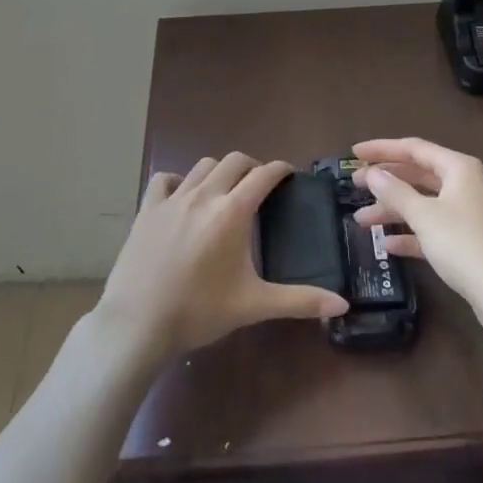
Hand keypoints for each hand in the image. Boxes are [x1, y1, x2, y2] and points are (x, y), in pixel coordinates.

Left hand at [96, 152, 349, 356]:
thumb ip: (299, 300)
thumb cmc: (200, 311)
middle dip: (251, 166)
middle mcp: (205, 195)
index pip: (264, 174)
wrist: (139, 322)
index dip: (280, 169)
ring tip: (225, 189)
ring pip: (202, 166)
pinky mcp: (147, 209)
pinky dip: (178, 180)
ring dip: (219, 171)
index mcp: (234, 211)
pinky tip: (182, 196)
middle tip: (259, 184)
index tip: (289, 173)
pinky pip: (164, 179)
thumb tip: (343, 305)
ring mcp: (173, 199)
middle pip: (234, 161)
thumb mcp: (253, 305)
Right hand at [350, 138, 482, 313]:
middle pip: (417, 174)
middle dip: (385, 181)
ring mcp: (465, 213)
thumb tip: (372, 173)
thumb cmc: (463, 244)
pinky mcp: (465, 241)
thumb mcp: (424, 216)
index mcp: (458, 168)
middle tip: (354, 185)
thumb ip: (395, 192)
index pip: (413, 148)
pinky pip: (430, 228)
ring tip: (361, 221)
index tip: (354, 153)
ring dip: (392, 210)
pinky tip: (387, 245)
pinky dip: (410, 233)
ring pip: (422, 203)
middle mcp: (463, 184)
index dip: (382, 149)